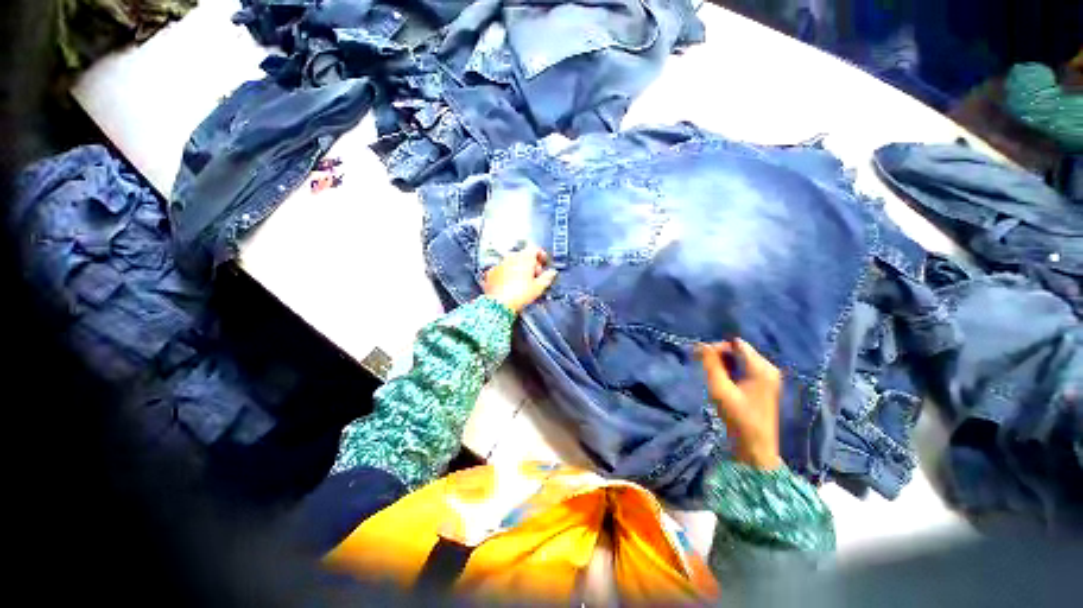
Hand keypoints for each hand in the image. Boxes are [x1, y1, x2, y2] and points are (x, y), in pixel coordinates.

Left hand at [483, 246, 557, 313]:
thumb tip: (552, 273)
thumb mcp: (538, 287)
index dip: (541, 255)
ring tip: (522, 281)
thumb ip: (547, 277)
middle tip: (535, 275)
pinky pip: (502, 269)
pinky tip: (510, 284)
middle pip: (524, 255)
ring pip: (512, 261)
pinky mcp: (492, 271)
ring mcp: (500, 263)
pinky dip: (507, 273)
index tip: (543, 263)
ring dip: (518, 267)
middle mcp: (512, 257)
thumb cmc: (519, 295)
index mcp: (525, 258)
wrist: (498, 303)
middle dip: (530, 263)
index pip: (535, 249)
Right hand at [696, 339, 782, 469]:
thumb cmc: (738, 418)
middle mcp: (768, 368)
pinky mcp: (763, 385)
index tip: (701, 359)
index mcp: (761, 368)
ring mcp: (767, 377)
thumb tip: (701, 344)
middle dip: (719, 355)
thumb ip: (711, 365)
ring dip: (723, 363)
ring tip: (711, 376)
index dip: (716, 348)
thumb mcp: (720, 389)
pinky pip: (743, 369)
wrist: (755, 448)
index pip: (735, 344)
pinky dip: (730, 371)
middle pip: (738, 350)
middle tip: (702, 367)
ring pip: (739, 359)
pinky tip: (722, 382)